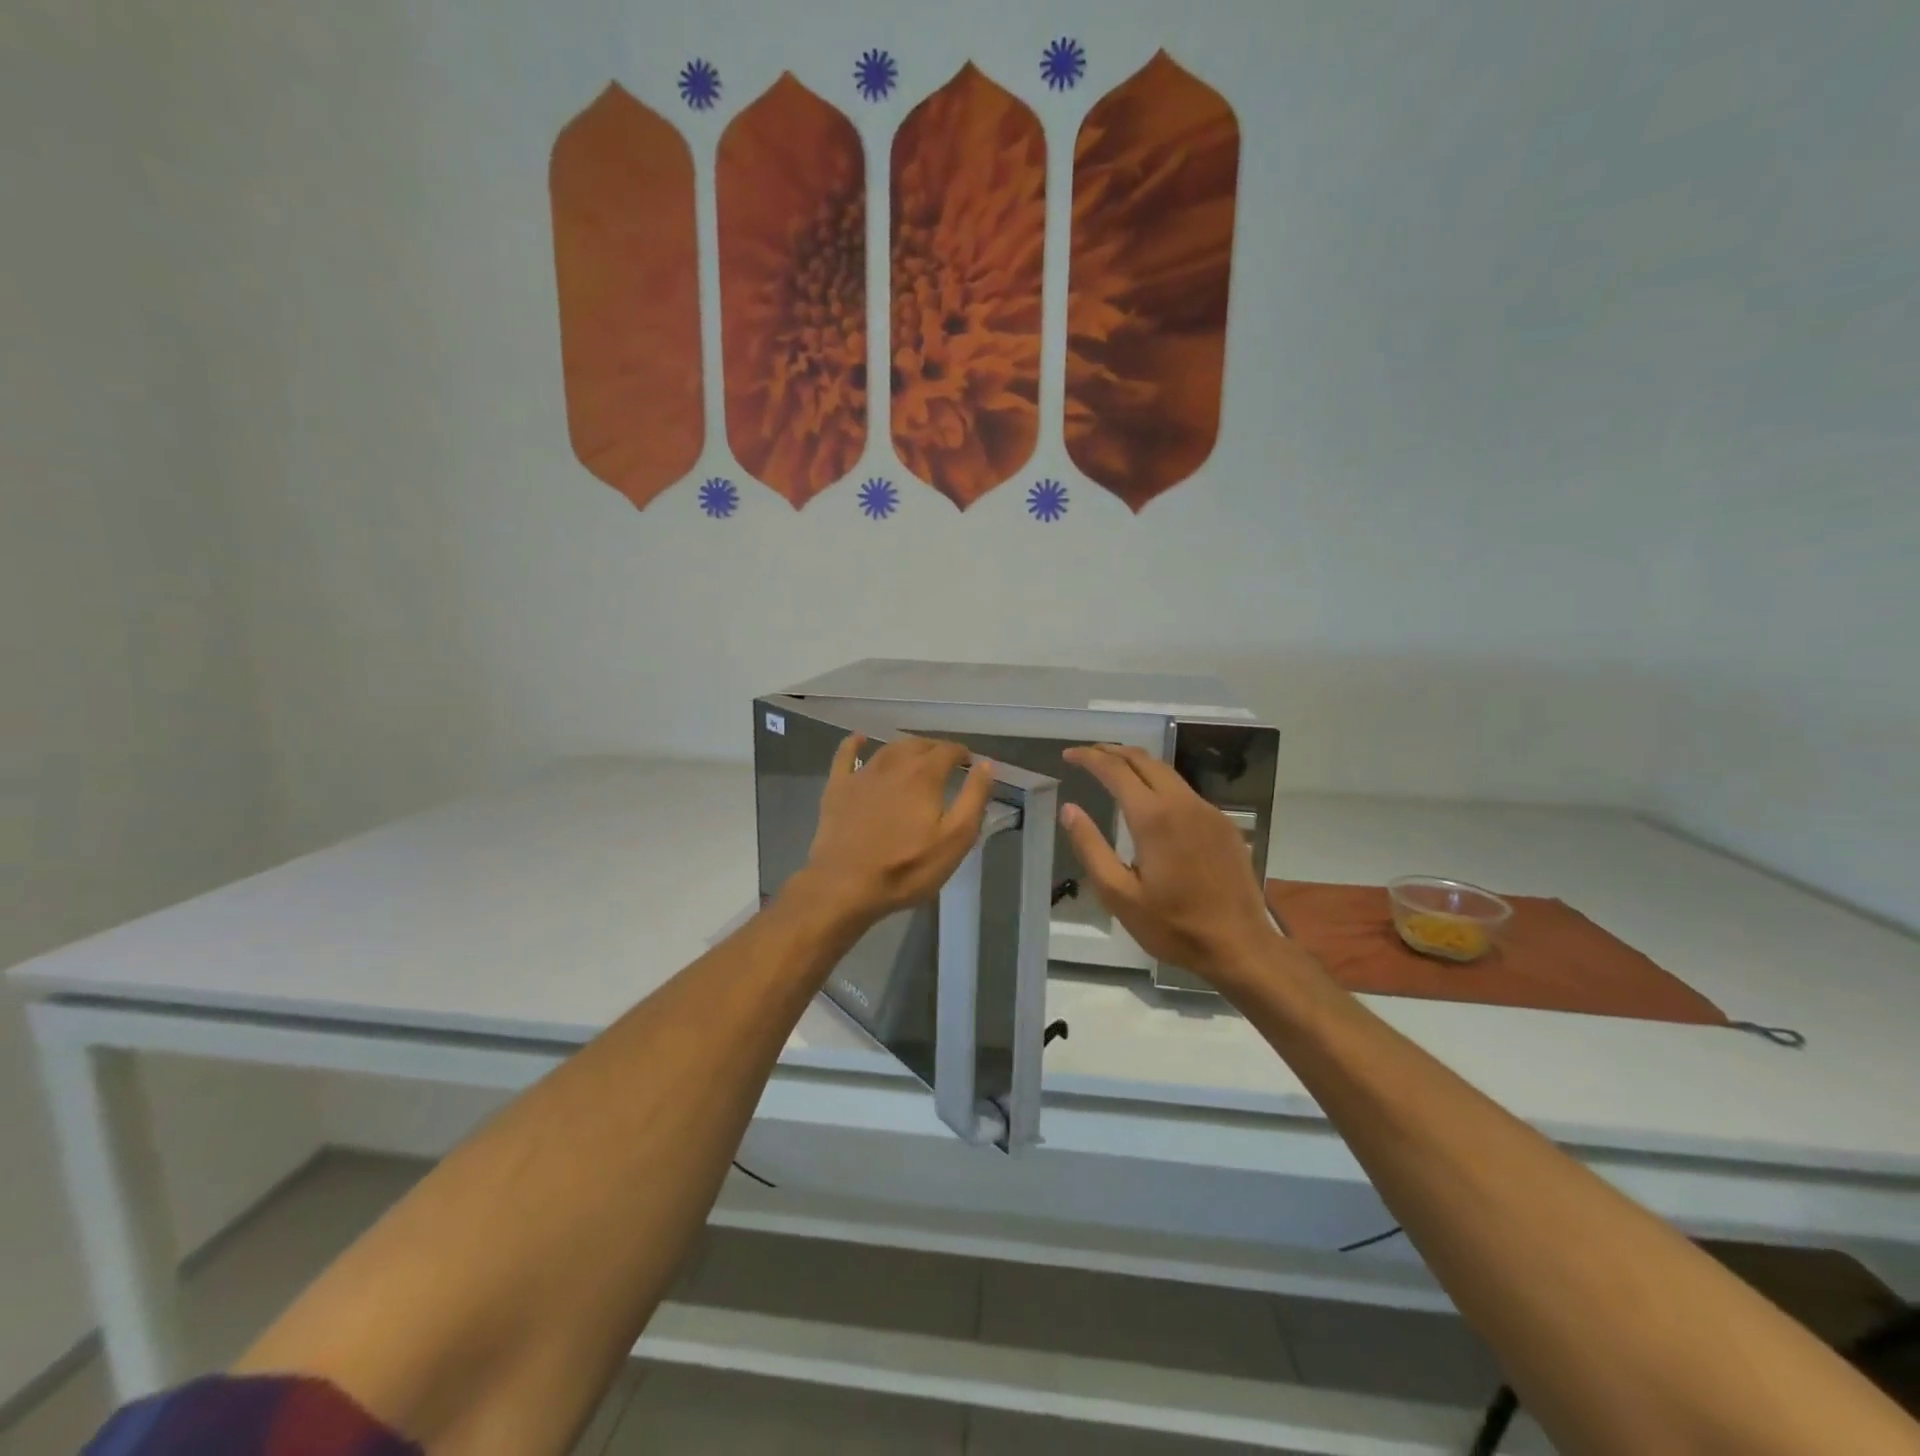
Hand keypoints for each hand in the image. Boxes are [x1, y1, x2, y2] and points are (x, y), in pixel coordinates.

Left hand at [800, 734, 996, 924]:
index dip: (961, 753)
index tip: (969, 763)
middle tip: (945, 763)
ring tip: (916, 757)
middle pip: (918, 745)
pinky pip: (845, 755)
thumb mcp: (955, 840)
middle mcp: (894, 764)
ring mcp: (862, 775)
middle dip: (935, 749)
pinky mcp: (838, 788)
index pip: (948, 750)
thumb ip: (973, 799)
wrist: (845, 885)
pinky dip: (855, 744)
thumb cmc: (907, 868)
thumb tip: (985, 765)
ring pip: (888, 749)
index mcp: (924, 775)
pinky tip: (859, 740)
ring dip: (906, 748)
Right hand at [1059, 744, 1280, 986]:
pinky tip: (1151, 801)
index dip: (1089, 758)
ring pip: (1167, 772)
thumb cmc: (1173, 925)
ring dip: (1137, 764)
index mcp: (1154, 817)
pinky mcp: (1223, 825)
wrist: (1240, 945)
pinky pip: (1185, 792)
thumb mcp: (1119, 894)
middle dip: (1112, 752)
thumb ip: (1091, 847)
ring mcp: (1208, 812)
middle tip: (1087, 755)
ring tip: (1113, 771)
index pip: (1115, 770)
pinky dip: (1160, 784)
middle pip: (1144, 760)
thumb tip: (1069, 810)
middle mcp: (1182, 803)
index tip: (1069, 755)